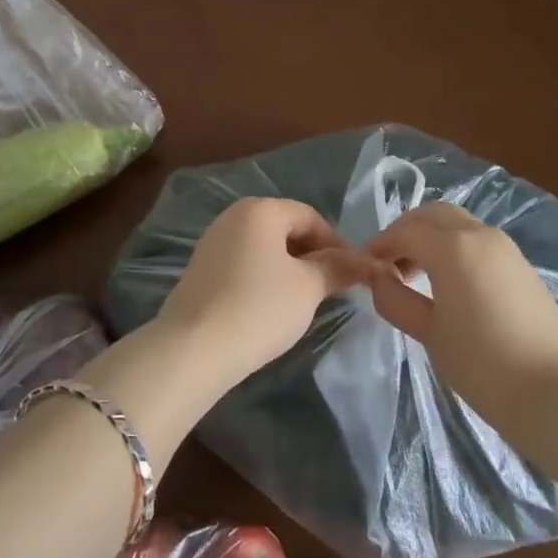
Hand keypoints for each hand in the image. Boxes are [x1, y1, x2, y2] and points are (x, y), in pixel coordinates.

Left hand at [154, 197, 377, 392]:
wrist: (194, 347)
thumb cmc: (259, 307)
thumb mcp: (308, 288)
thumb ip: (337, 269)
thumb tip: (362, 262)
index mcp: (260, 210)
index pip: (309, 216)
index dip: (336, 243)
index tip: (353, 274)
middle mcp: (233, 216)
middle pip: (285, 228)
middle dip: (312, 255)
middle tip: (332, 288)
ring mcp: (213, 241)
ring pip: (264, 247)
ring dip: (289, 267)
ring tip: (305, 300)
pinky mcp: (201, 268)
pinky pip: (244, 262)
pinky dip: (264, 277)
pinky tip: (271, 306)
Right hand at [367, 201, 557, 424]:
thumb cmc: (483, 365)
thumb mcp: (429, 334)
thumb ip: (395, 298)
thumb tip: (378, 276)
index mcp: (452, 247)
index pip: (404, 232)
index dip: (379, 246)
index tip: (364, 268)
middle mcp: (479, 234)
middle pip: (431, 215)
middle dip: (405, 232)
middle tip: (389, 265)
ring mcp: (505, 247)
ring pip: (456, 223)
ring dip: (430, 237)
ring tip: (416, 275)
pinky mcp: (521, 265)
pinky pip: (476, 240)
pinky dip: (453, 247)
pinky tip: (448, 283)